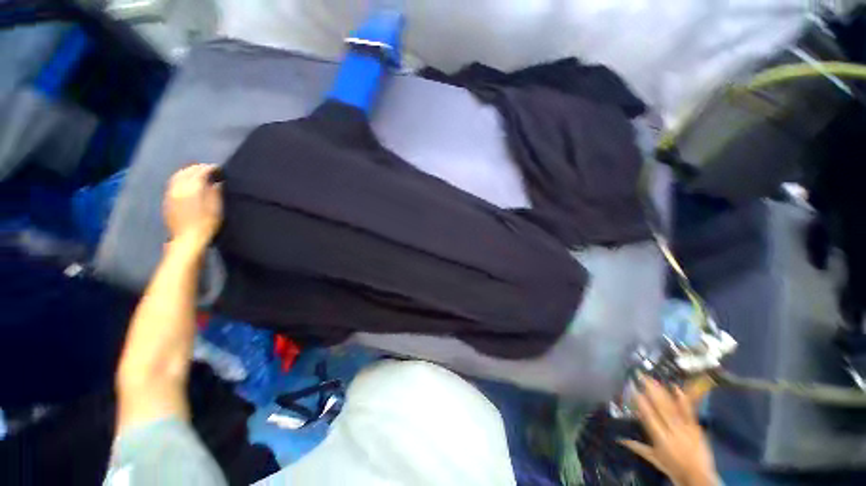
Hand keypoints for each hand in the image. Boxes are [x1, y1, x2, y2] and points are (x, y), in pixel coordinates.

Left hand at [164, 164, 221, 247]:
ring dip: (188, 172)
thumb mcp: (216, 207)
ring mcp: (171, 193)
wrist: (187, 239)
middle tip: (209, 169)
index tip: (219, 168)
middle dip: (198, 168)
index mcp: (192, 187)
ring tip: (198, 174)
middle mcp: (179, 187)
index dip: (211, 168)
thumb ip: (216, 191)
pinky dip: (181, 179)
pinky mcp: (167, 200)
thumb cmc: (207, 223)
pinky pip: (173, 183)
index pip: (201, 171)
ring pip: (178, 176)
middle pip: (187, 171)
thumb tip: (217, 181)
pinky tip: (187, 184)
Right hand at [620, 377, 717, 485]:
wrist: (699, 478)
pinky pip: (688, 411)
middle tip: (641, 376)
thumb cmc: (674, 469)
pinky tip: (676, 388)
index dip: (640, 401)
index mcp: (660, 438)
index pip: (648, 416)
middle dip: (650, 390)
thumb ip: (638, 447)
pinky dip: (682, 399)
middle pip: (660, 407)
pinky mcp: (695, 427)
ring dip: (662, 392)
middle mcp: (672, 430)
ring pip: (672, 407)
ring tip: (653, 379)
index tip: (633, 388)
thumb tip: (620, 439)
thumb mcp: (654, 459)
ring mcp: (685, 428)